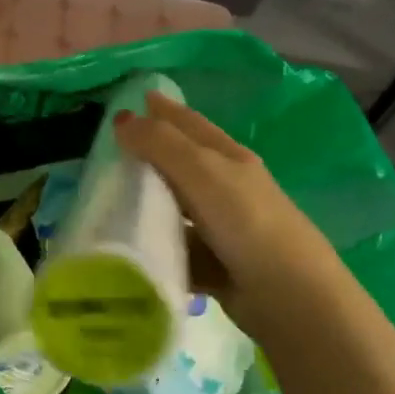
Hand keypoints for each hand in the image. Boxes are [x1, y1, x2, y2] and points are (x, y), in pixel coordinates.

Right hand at [113, 92, 339, 324]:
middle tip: (106, 151)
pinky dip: (156, 246)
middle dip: (147, 155)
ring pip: (175, 207)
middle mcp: (226, 188)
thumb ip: (161, 144)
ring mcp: (221, 228)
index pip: (189, 123)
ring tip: (106, 201)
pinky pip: (176, 247)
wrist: (289, 296)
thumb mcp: (202, 172)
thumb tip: (121, 117)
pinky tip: (129, 248)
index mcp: (228, 158)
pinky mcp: (214, 264)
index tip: (132, 97)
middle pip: (180, 164)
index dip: (163, 109)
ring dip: (147, 204)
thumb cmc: (246, 222)